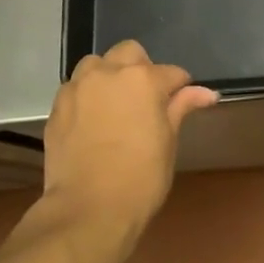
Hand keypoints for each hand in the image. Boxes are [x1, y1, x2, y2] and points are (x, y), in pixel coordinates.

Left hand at [43, 41, 218, 241]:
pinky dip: (88, 95)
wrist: (88, 209)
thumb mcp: (168, 141)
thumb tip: (206, 93)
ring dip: (109, 75)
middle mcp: (108, 73)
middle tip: (148, 99)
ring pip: (96, 64)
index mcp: (143, 79)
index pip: (171, 72)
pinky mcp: (57, 107)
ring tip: (116, 104)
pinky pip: (76, 88)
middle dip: (141, 68)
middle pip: (129, 53)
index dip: (180, 87)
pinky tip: (94, 120)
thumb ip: (181, 108)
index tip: (183, 102)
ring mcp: (78, 88)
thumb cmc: (141, 177)